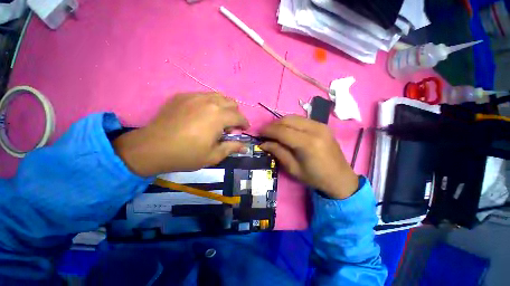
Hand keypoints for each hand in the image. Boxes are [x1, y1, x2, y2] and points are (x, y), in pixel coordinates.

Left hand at [113, 93, 249, 175]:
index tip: (244, 129)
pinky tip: (202, 115)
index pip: (239, 116)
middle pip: (231, 102)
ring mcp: (194, 96)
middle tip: (229, 127)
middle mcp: (209, 102)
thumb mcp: (213, 155)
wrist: (152, 148)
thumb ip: (232, 148)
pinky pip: (203, 96)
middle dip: (235, 114)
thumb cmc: (186, 154)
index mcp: (218, 116)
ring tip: (218, 119)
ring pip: (218, 96)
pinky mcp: (182, 96)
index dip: (244, 123)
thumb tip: (246, 147)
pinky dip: (209, 104)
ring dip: (224, 107)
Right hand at [260, 115, 357, 198]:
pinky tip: (287, 131)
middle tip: (265, 133)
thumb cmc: (315, 177)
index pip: (282, 131)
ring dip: (281, 123)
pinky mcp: (322, 125)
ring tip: (274, 132)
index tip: (258, 133)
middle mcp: (315, 129)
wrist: (340, 178)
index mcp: (308, 143)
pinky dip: (290, 123)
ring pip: (294, 117)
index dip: (268, 131)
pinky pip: (301, 119)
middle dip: (273, 125)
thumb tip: (263, 143)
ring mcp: (320, 125)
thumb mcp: (293, 168)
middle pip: (287, 120)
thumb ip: (278, 152)